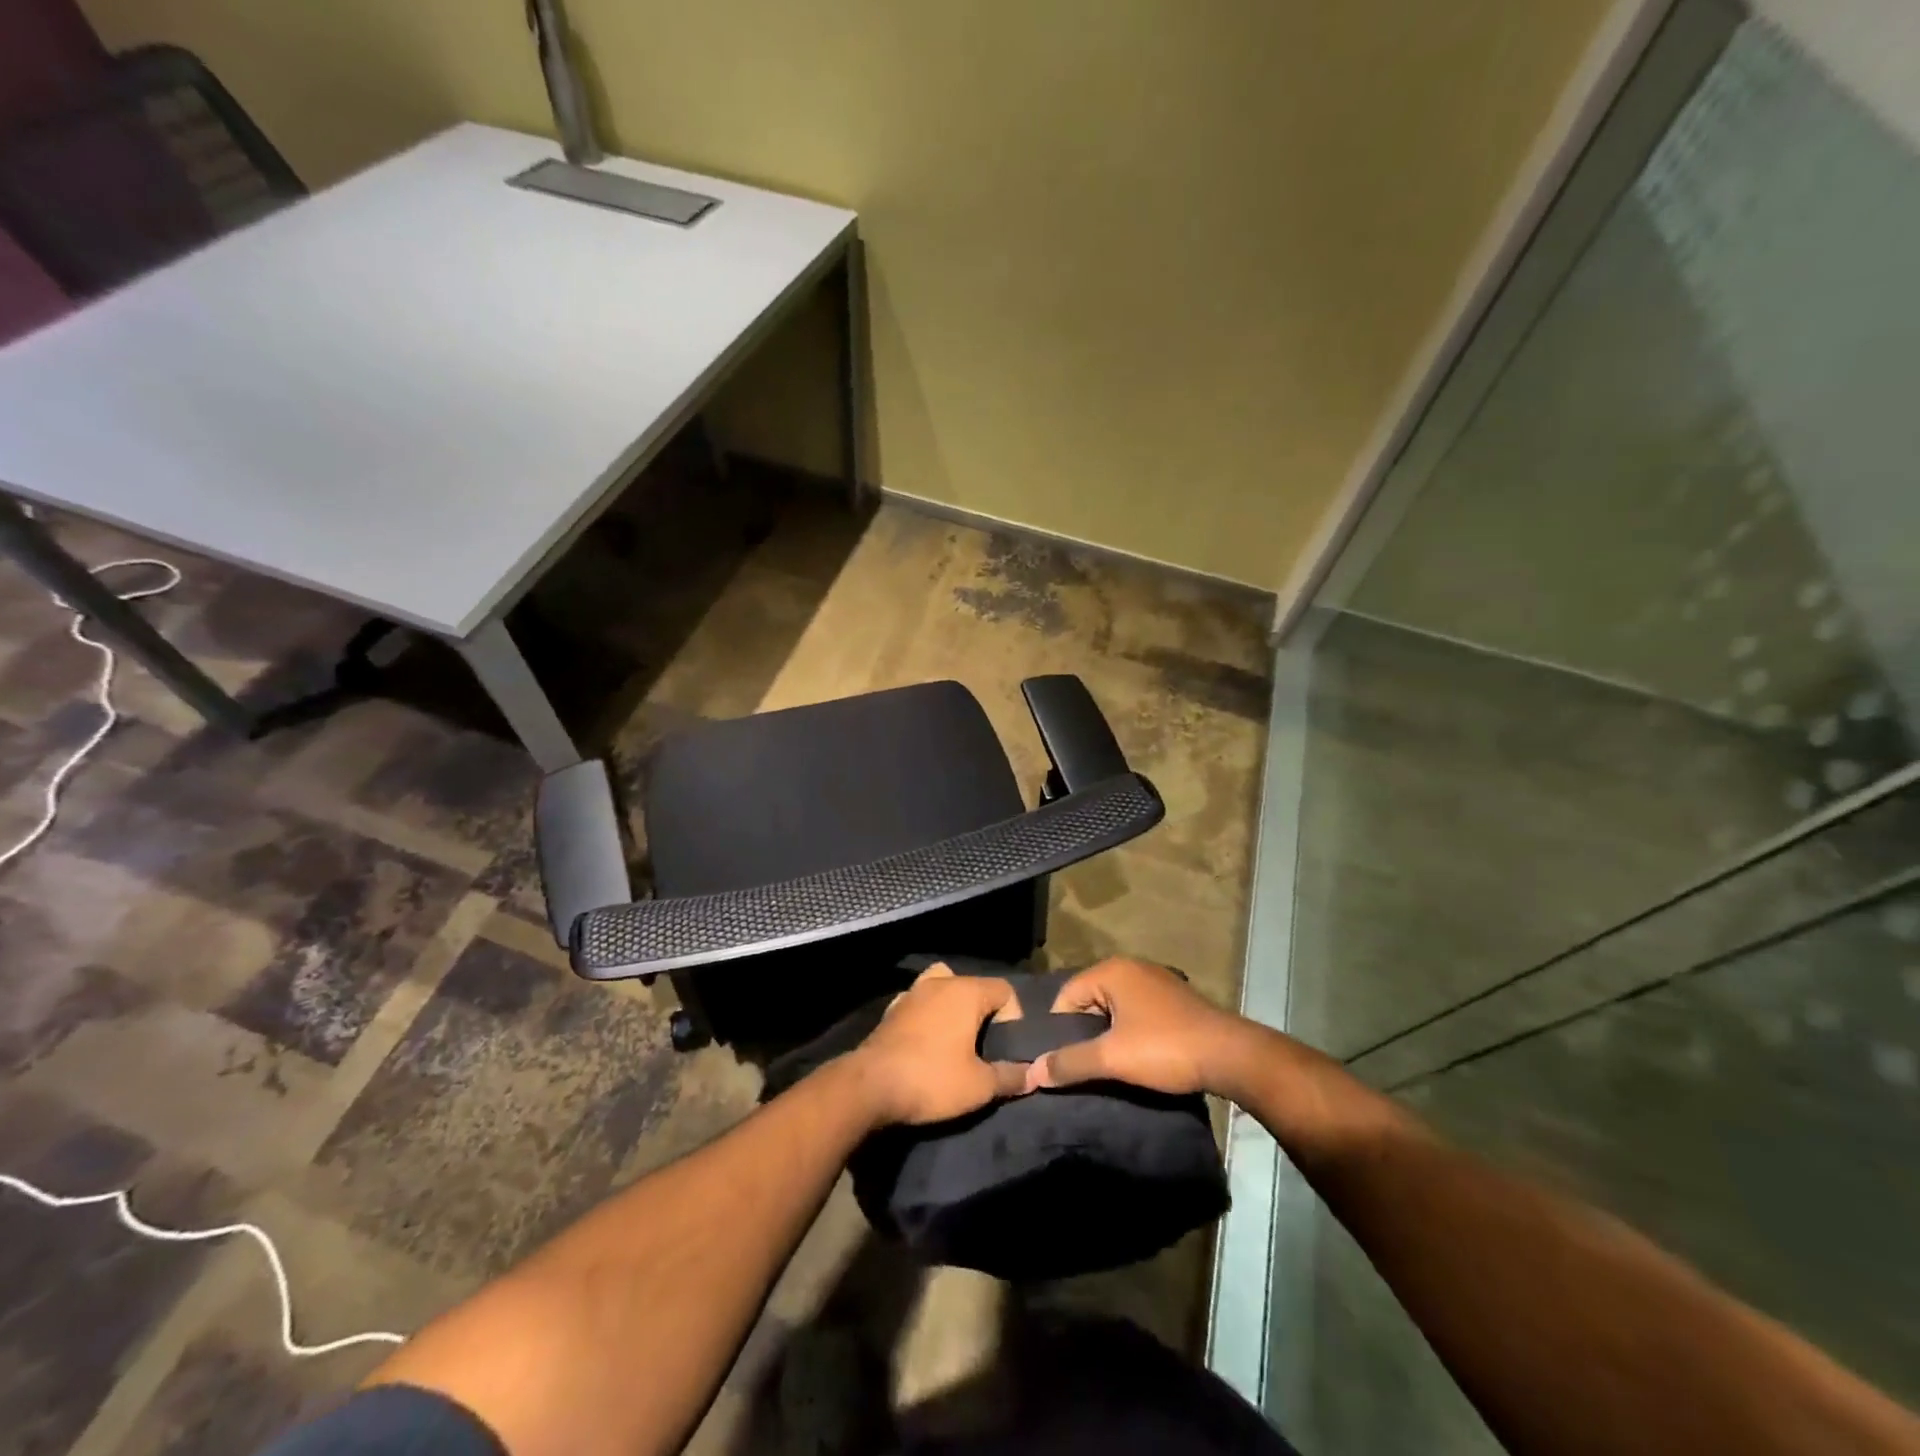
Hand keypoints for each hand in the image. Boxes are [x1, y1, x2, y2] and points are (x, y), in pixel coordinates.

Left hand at [850, 963, 1029, 1125]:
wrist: (870, 1086)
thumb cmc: (932, 1079)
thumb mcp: (979, 1086)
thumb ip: (1010, 1076)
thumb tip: (1033, 1075)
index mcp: (966, 992)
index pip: (1005, 990)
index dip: (1013, 1017)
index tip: (1006, 1047)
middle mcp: (940, 982)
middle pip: (974, 986)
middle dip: (984, 1012)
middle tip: (984, 1046)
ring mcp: (912, 992)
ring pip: (943, 986)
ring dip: (953, 1007)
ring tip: (956, 1039)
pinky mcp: (892, 1009)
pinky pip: (920, 1002)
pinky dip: (928, 1015)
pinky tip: (926, 1042)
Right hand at [1026, 957, 1252, 1098]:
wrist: (1232, 1056)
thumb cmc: (1166, 1049)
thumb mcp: (1112, 1058)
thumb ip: (1070, 1063)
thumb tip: (1033, 1072)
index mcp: (1111, 971)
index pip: (1066, 996)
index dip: (1059, 1030)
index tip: (1063, 1062)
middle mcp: (1131, 968)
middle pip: (1089, 1001)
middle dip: (1083, 1033)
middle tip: (1083, 1066)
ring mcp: (1155, 981)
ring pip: (1113, 1008)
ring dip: (1108, 1035)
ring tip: (1109, 1066)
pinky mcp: (1173, 999)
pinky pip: (1136, 1012)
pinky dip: (1130, 1033)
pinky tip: (1137, 1057)